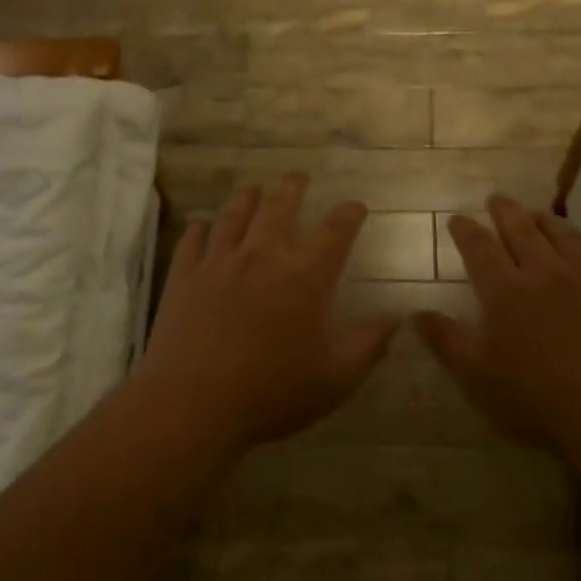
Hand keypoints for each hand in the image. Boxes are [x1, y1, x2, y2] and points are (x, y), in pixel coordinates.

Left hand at [139, 175, 399, 456]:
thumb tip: (396, 317)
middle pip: (279, 207)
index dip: (349, 214)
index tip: (356, 206)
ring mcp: (219, 262)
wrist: (192, 403)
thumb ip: (369, 344)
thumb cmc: (271, 393)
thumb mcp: (336, 378)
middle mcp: (263, 257)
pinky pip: (194, 239)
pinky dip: (202, 228)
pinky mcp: (184, 276)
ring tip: (254, 189)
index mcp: (305, 277)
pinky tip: (203, 227)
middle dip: (293, 187)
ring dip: (248, 198)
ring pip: (235, 215)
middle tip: (298, 177)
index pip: (335, 232)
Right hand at [417, 196, 580, 453]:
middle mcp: (546, 273)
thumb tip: (415, 312)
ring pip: (565, 236)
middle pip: (522, 230)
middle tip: (496, 199)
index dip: (466, 231)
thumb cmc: (536, 399)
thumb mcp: (476, 377)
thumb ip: (445, 340)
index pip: (480, 248)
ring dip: (545, 220)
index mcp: (506, 291)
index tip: (457, 220)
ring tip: (535, 213)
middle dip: (504, 211)